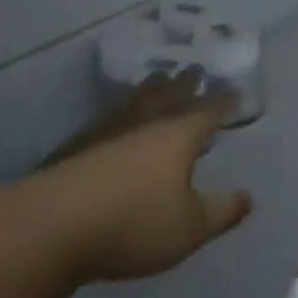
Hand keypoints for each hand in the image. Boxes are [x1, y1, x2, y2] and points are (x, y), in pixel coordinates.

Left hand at [39, 76, 251, 281]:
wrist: (50, 227)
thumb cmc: (133, 224)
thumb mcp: (190, 228)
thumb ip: (222, 212)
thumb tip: (247, 197)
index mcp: (177, 135)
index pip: (207, 111)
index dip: (222, 103)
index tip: (234, 95)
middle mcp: (145, 123)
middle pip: (170, 95)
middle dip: (186, 84)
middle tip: (194, 70)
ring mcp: (108, 130)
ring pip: (137, 100)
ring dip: (151, 88)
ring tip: (159, 78)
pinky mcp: (78, 145)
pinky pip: (109, 116)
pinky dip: (121, 110)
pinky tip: (116, 116)